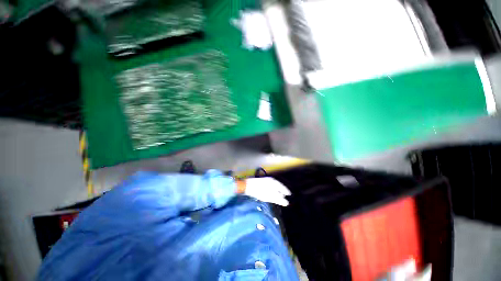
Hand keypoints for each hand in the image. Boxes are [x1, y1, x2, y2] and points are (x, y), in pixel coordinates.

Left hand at [240, 177, 290, 206]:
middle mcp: (270, 180)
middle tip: (285, 196)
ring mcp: (265, 181)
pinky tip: (270, 195)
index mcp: (273, 182)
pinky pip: (268, 187)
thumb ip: (278, 199)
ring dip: (276, 191)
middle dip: (281, 191)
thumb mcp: (269, 196)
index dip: (285, 190)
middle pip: (277, 186)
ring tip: (278, 197)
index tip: (289, 194)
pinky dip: (271, 191)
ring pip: (273, 186)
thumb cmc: (258, 190)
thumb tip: (286, 203)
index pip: (281, 186)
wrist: (246, 186)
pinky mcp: (260, 183)